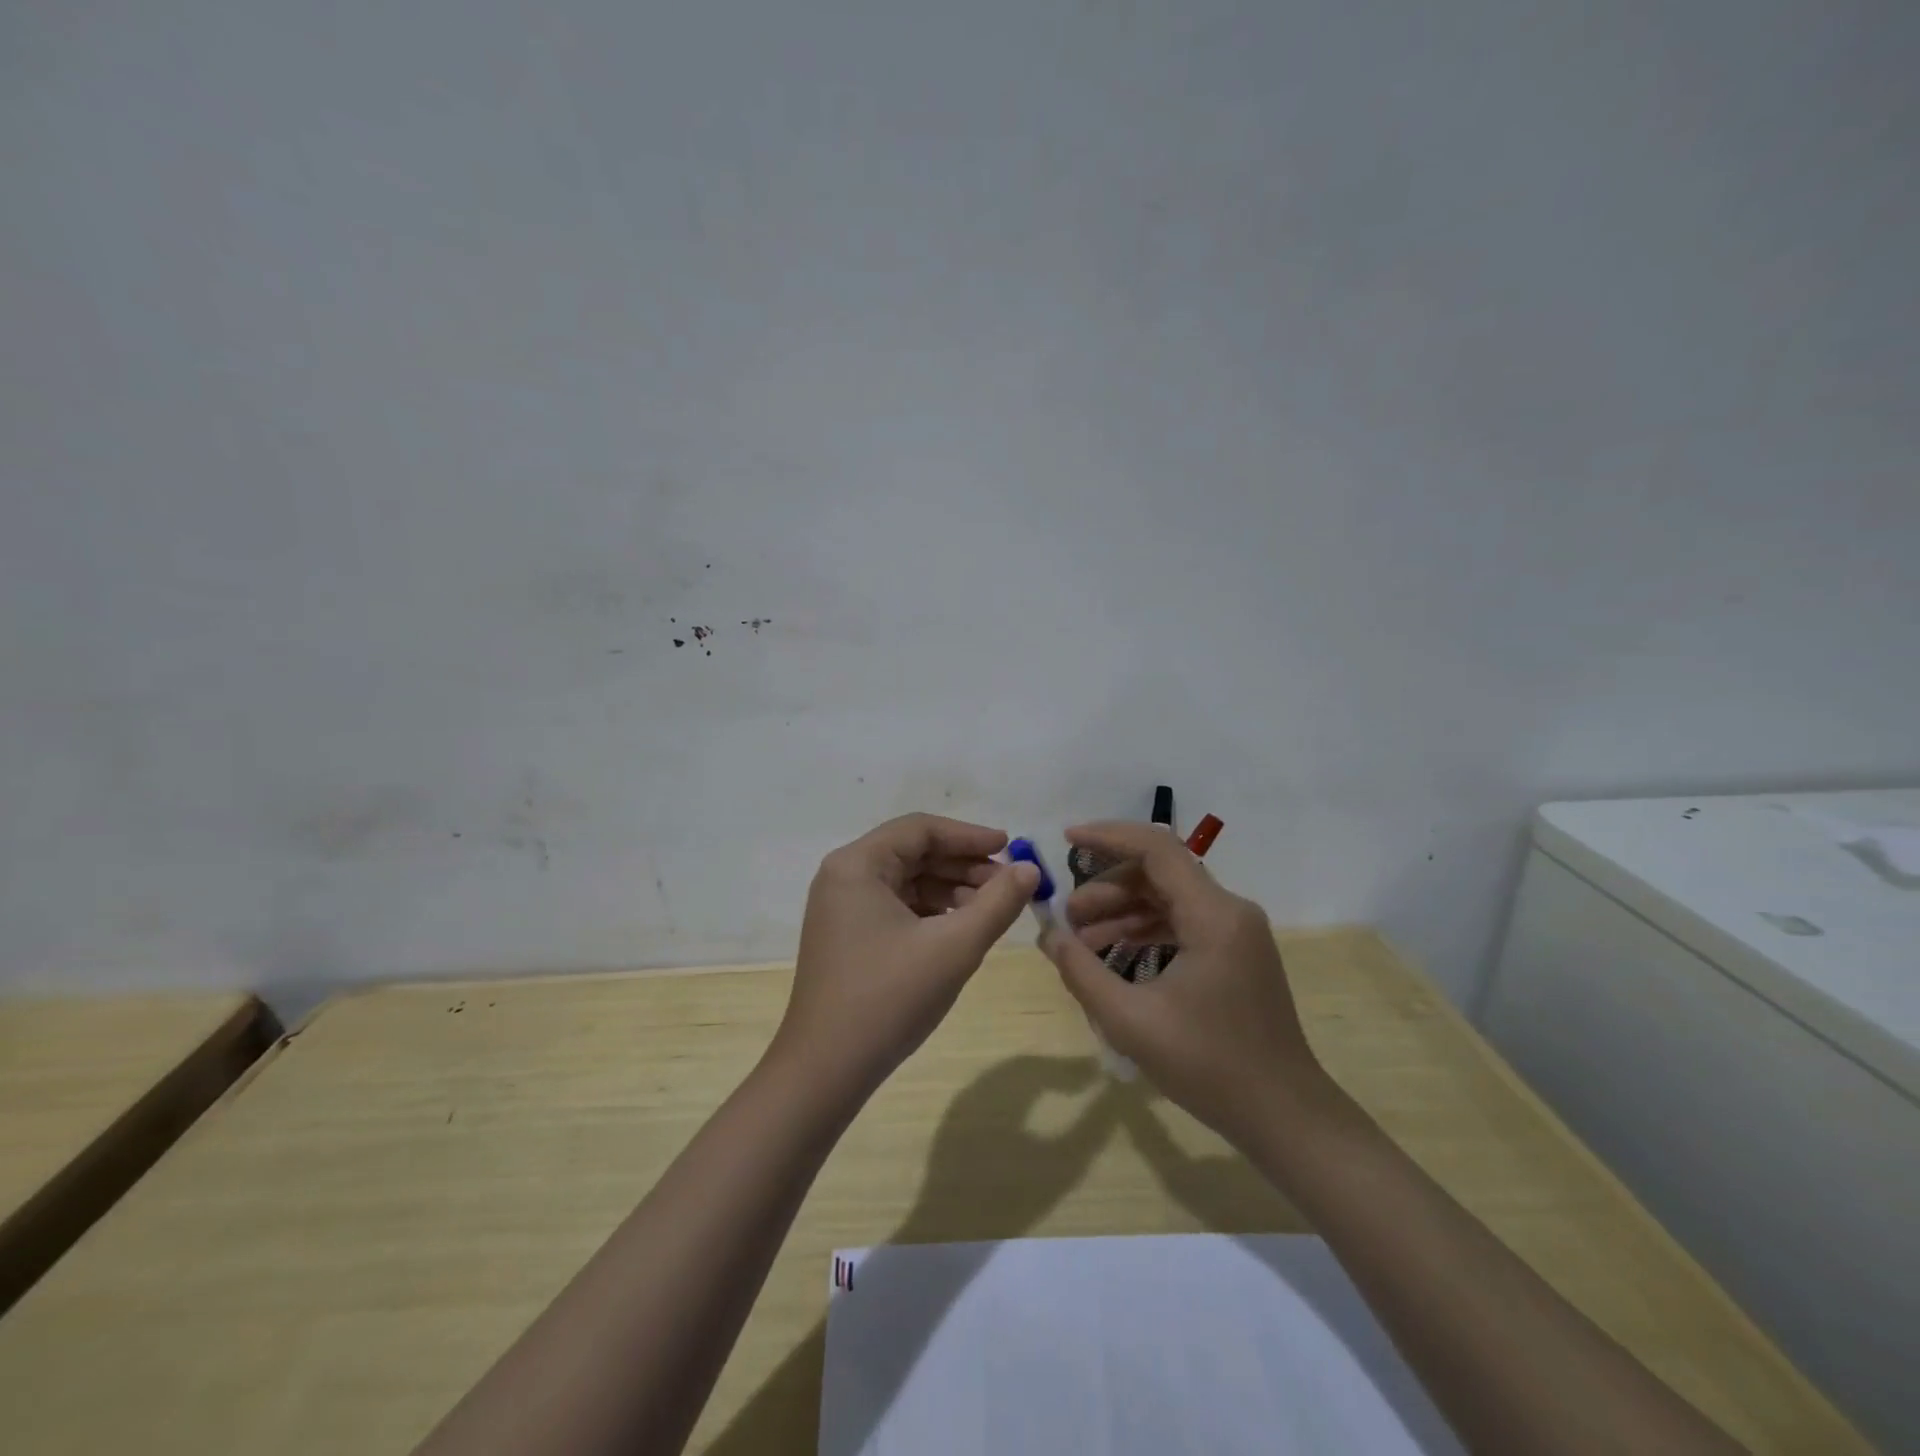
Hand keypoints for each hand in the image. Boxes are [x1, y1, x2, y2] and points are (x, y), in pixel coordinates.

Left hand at [775, 813, 1039, 1097]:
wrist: (826, 1071)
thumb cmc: (888, 998)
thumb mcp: (953, 947)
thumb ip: (997, 903)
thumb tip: (1030, 868)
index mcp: (858, 865)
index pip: (920, 829)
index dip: (969, 836)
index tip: (1010, 847)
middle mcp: (844, 876)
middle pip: (913, 852)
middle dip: (963, 865)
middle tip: (1008, 884)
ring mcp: (842, 908)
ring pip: (907, 881)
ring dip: (951, 889)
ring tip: (993, 908)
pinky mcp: (848, 936)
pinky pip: (897, 907)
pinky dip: (931, 911)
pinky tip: (962, 928)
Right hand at [1039, 821, 1327, 1146]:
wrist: (1283, 1116)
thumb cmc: (1209, 1067)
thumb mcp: (1131, 1021)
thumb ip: (1082, 972)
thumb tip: (1049, 936)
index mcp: (1213, 915)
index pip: (1156, 849)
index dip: (1108, 836)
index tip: (1066, 839)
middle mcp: (1230, 911)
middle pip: (1159, 872)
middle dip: (1107, 886)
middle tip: (1067, 916)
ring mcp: (1236, 932)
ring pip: (1169, 897)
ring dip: (1123, 910)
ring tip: (1080, 939)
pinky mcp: (1235, 952)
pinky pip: (1182, 922)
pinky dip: (1145, 929)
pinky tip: (1114, 954)